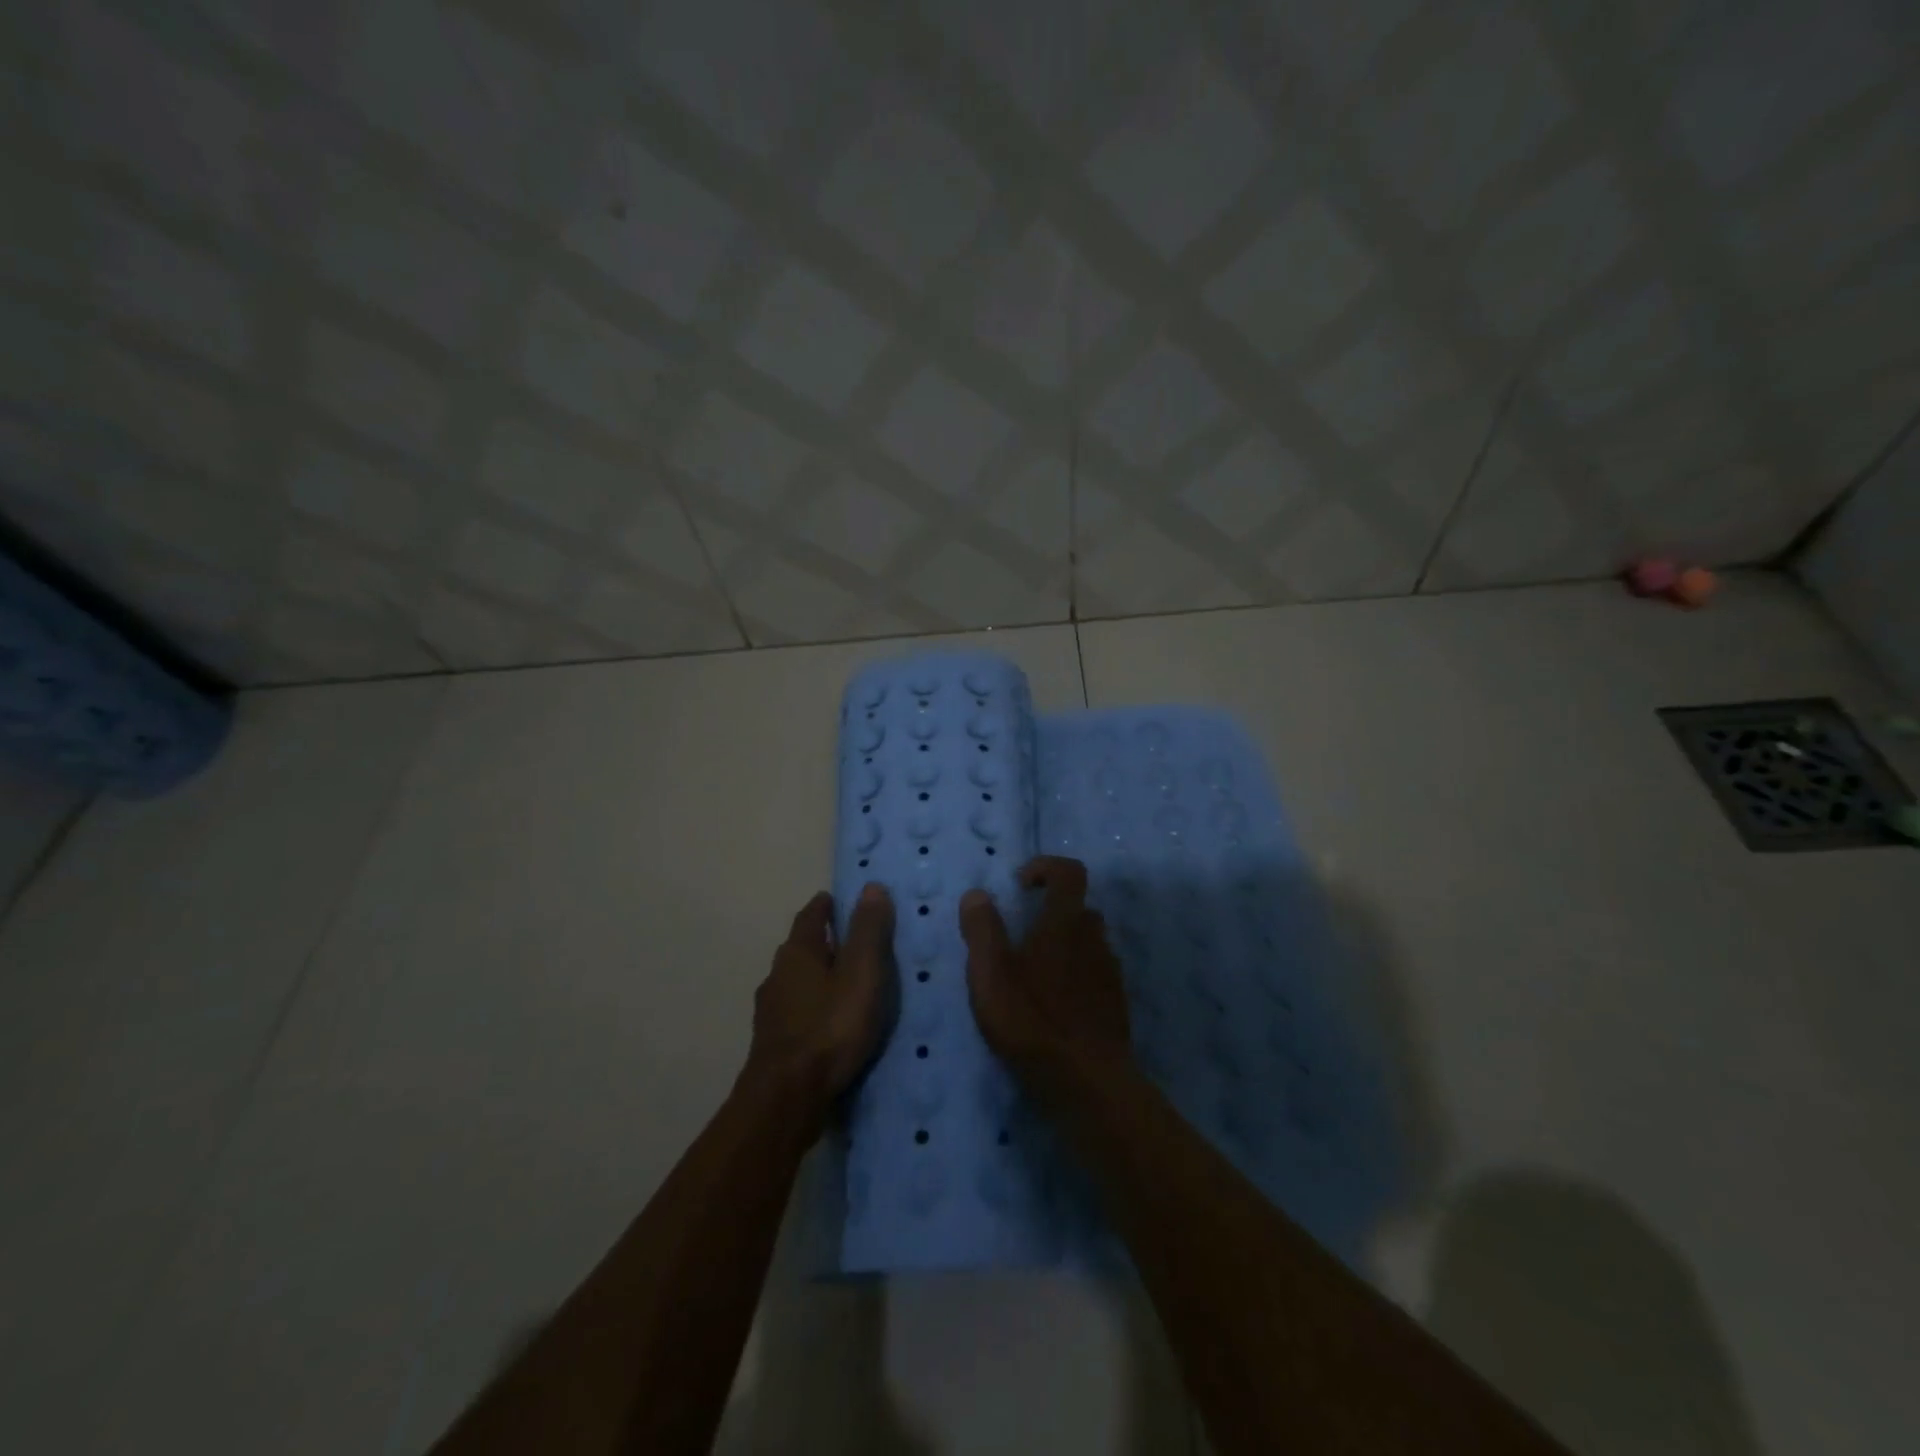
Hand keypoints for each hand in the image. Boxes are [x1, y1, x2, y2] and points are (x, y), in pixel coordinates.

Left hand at [743, 884, 895, 1130]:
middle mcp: (778, 975)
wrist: (787, 1097)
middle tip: (852, 941)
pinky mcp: (773, 1043)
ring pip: (797, 981)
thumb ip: (868, 931)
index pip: (811, 915)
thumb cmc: (830, 1027)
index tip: (840, 900)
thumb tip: (871, 886)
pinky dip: (814, 1006)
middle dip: (823, 941)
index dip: (826, 906)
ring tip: (846, 983)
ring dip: (818, 976)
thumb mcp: (862, 974)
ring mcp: (771, 1011)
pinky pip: (797, 1011)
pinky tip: (830, 1022)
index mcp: (798, 952)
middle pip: (801, 948)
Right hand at [960, 856, 1129, 1080]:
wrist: (1088, 1083)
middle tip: (1021, 936)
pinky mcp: (1116, 1004)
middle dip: (1052, 912)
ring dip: (1065, 946)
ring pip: (1090, 943)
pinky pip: (1096, 974)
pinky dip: (1077, 977)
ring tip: (1034, 975)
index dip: (1046, 867)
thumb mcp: (990, 974)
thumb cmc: (1032, 1021)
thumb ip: (982, 930)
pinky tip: (1055, 1005)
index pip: (1069, 873)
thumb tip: (977, 894)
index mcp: (1064, 924)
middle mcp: (1094, 939)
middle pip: (1080, 908)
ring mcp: (1110, 972)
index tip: (1021, 885)